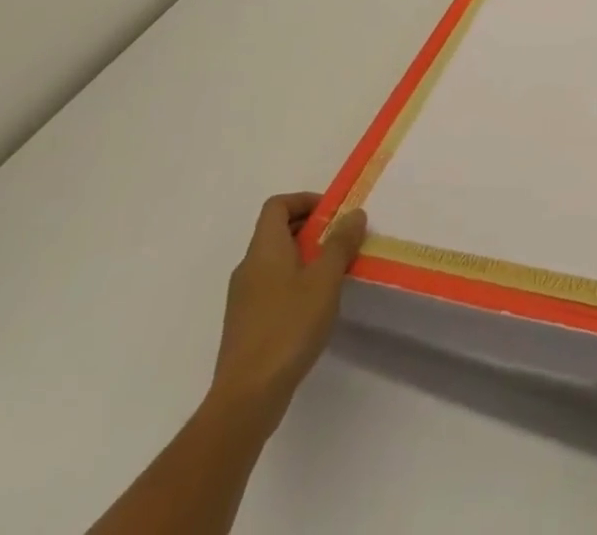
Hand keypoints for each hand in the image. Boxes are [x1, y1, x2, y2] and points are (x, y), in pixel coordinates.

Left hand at [209, 192, 366, 439]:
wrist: (246, 397)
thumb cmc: (288, 327)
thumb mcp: (324, 279)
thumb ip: (340, 243)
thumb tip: (353, 213)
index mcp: (264, 249)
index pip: (277, 205)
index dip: (304, 200)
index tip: (332, 213)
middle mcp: (248, 267)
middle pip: (276, 231)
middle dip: (310, 229)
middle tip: (341, 240)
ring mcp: (243, 298)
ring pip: (275, 261)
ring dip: (304, 257)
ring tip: (333, 273)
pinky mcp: (246, 325)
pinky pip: (271, 287)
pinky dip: (294, 283)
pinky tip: (314, 307)